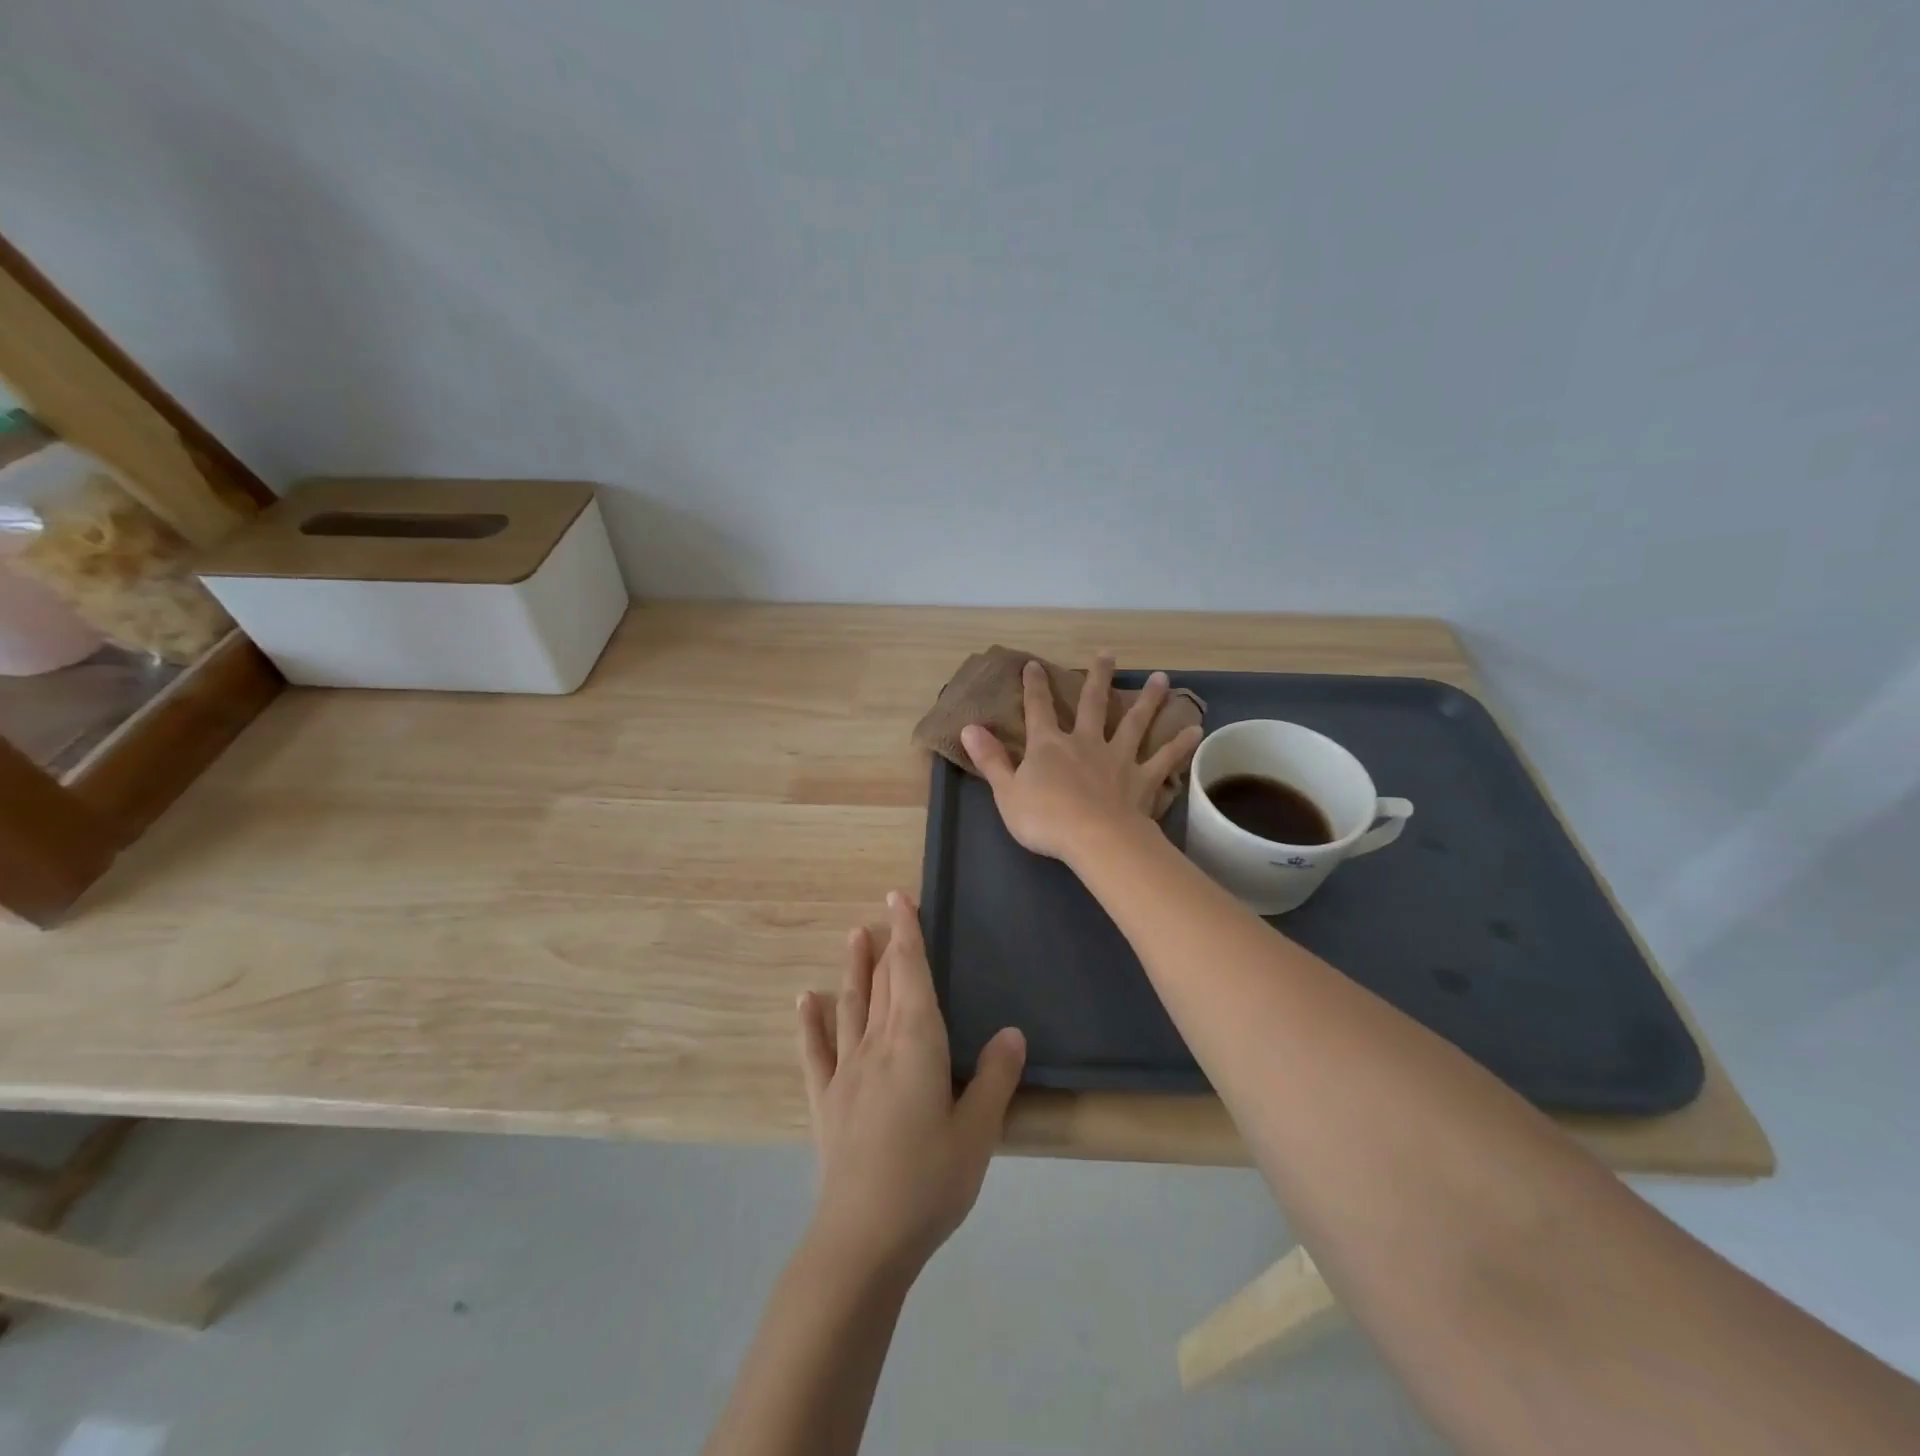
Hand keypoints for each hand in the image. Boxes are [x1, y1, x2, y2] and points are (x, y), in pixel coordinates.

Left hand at [796, 891, 1025, 1277]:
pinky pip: (815, 1051)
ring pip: (851, 1006)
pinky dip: (810, 1023)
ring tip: (853, 936)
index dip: (907, 933)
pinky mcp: (825, 1101)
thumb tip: (1012, 1032)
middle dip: (888, 943)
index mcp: (916, 1043)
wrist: (863, 1238)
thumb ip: (995, 1078)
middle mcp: (877, 1045)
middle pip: (884, 983)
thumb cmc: (929, 1180)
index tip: (899, 897)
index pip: (912, 973)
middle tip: (886, 909)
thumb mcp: (978, 1132)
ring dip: (853, 969)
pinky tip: (804, 1001)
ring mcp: (846, 1071)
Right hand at [961, 654, 1201, 860]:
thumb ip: (990, 759)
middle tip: (1108, 654)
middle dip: (1098, 677)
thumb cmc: (1045, 818)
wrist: (1094, 839)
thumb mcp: (1006, 791)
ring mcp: (1118, 758)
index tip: (1033, 665)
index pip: (1038, 709)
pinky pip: (1165, 759)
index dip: (1034, 686)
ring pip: (1135, 722)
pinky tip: (1196, 730)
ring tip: (1162, 678)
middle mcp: (1086, 743)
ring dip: (1148, 700)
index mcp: (1049, 746)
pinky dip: (1180, 744)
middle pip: (1093, 704)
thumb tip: (969, 727)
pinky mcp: (1143, 779)